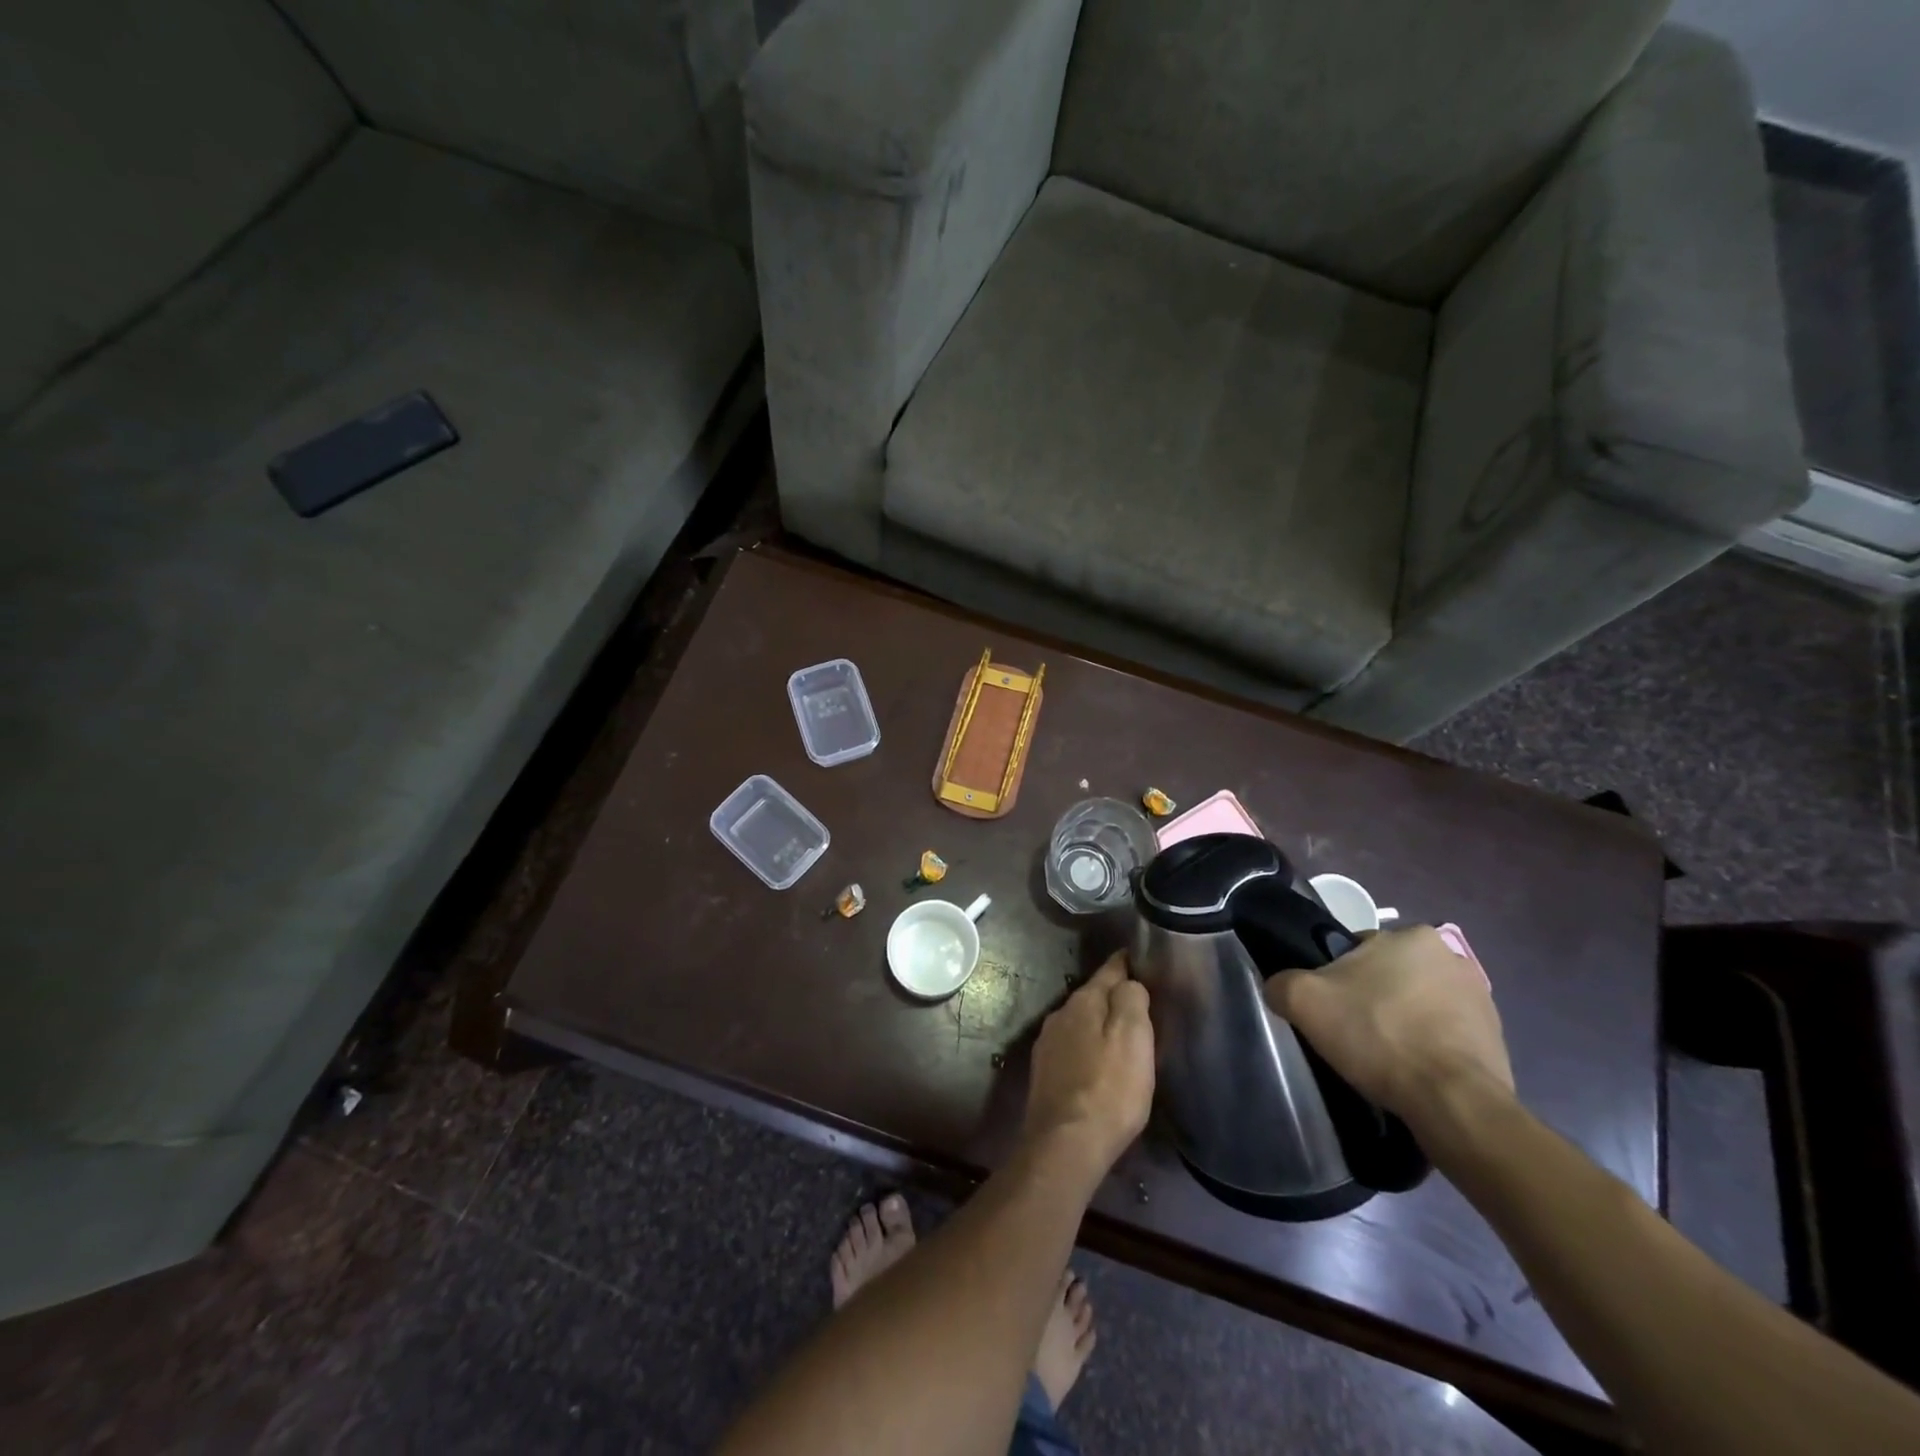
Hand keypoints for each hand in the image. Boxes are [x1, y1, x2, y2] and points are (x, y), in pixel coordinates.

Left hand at [1023, 953, 1154, 1175]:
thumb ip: (1131, 999)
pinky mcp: (1044, 1074)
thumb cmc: (1108, 1089)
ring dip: (1098, 1025)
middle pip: (1092, 997)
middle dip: (1113, 997)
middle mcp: (1059, 1016)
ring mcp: (1047, 1045)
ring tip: (1121, 1035)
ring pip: (1080, 1024)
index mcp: (1082, 1002)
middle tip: (1139, 1003)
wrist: (1065, 1145)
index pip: (1108, 970)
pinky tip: (1097, 1065)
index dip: (1125, 963)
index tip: (1138, 956)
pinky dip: (1087, 1049)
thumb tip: (1128, 982)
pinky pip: (1072, 1049)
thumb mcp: (1133, 1038)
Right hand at [1264, 926, 1513, 1122]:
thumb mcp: (1304, 1001)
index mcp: (1412, 935)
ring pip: (1419, 1004)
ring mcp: (1481, 999)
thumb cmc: (1377, 1034)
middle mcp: (1451, 956)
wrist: (1452, 1102)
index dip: (1336, 977)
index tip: (1331, 1008)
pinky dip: (1428, 1048)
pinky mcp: (1496, 1039)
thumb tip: (1279, 988)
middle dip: (1373, 998)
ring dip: (1403, 1022)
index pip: (1357, 948)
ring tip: (1384, 1058)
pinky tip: (1412, 1072)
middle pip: (1389, 974)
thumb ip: (1282, 983)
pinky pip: (1446, 1035)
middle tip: (1353, 1032)